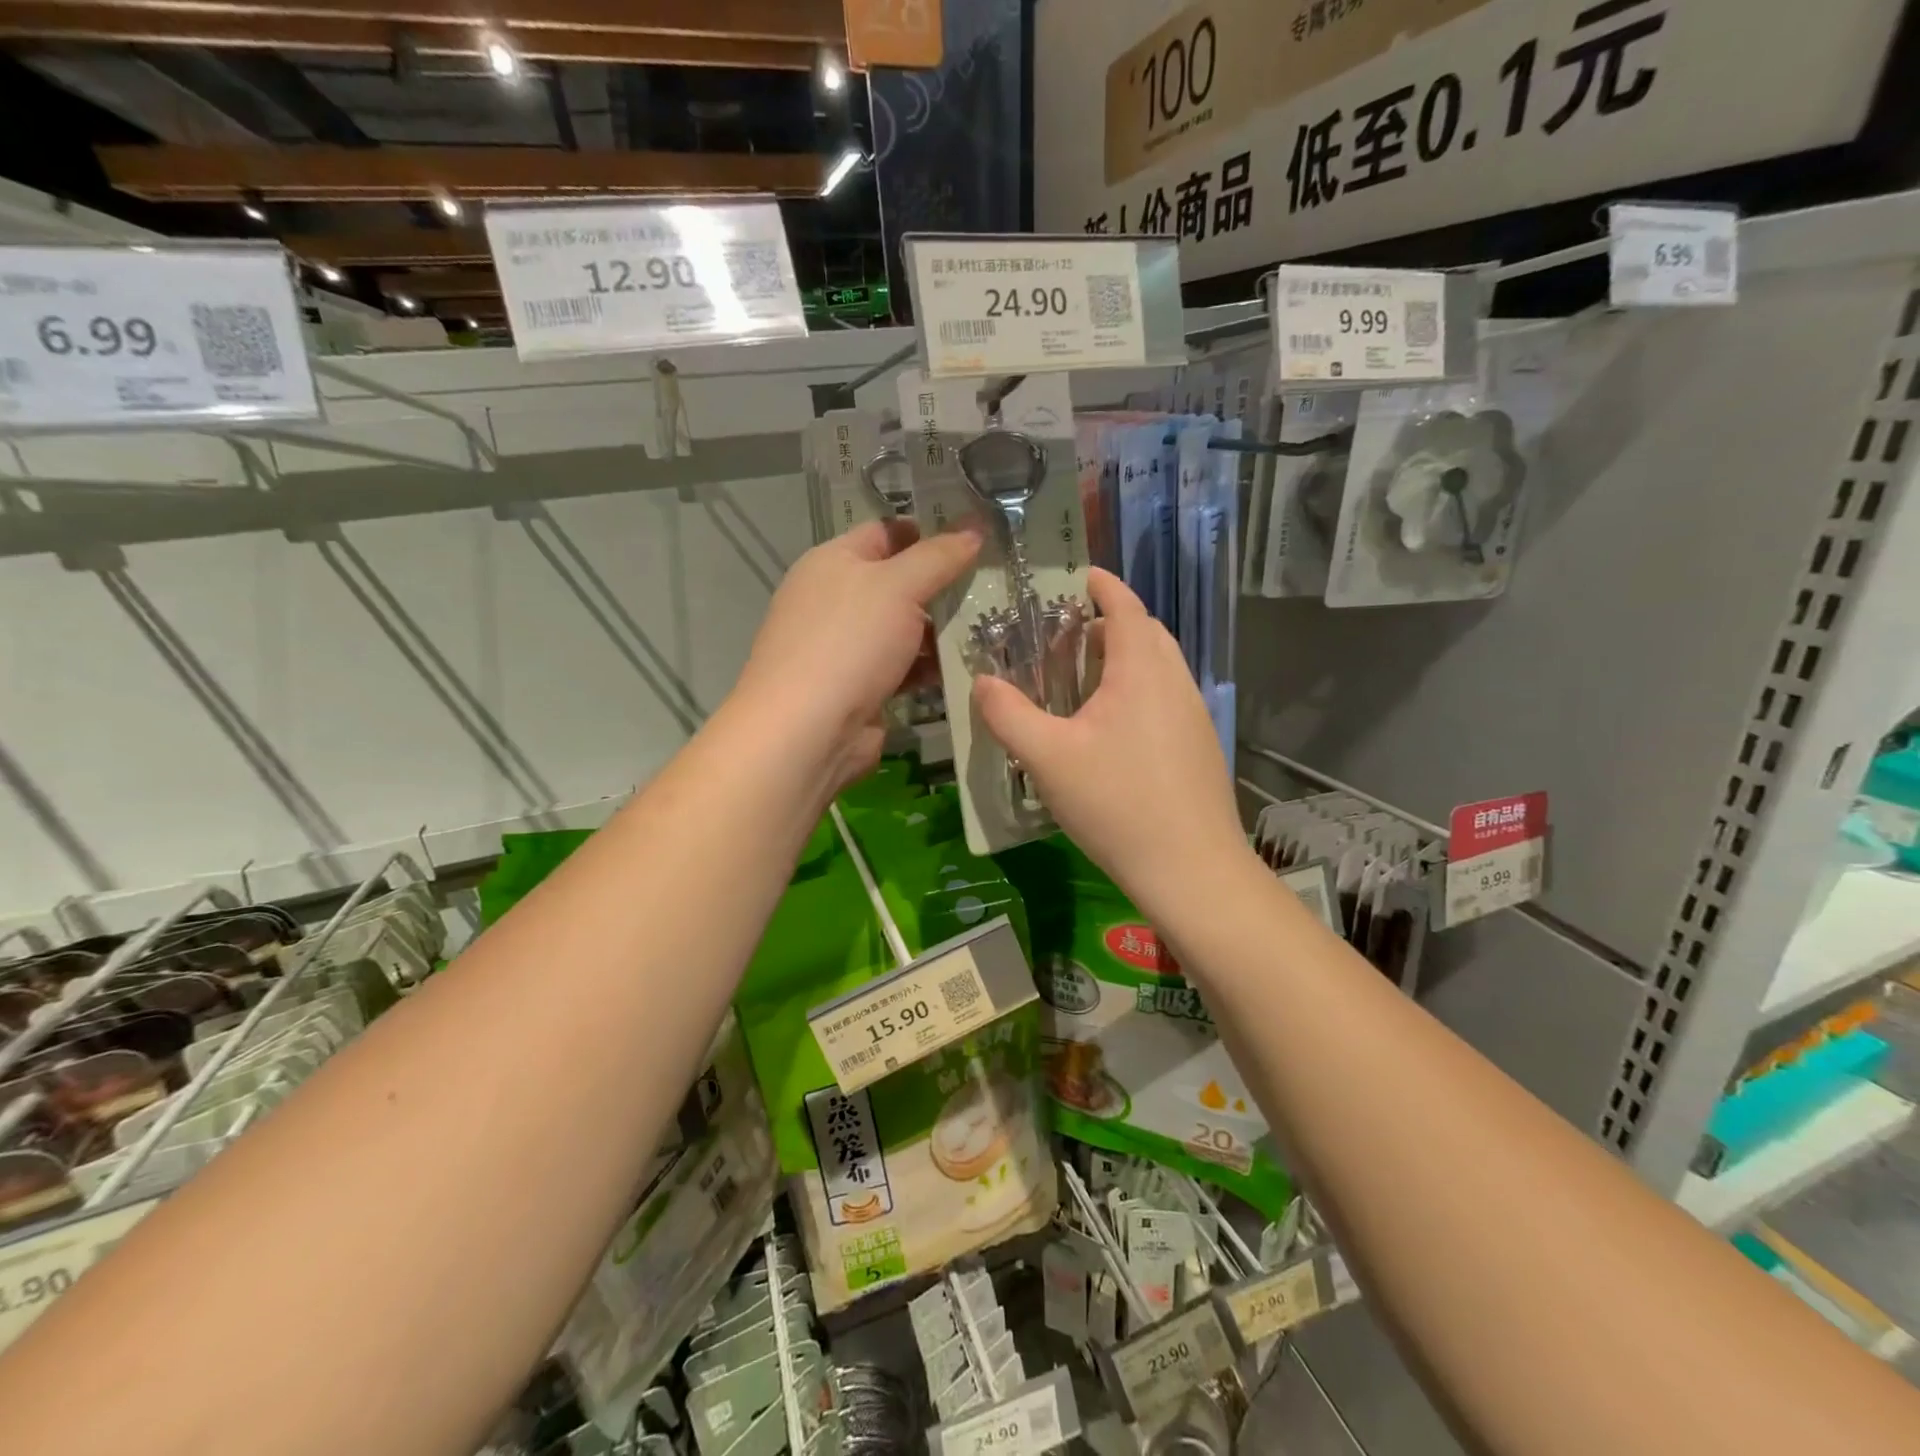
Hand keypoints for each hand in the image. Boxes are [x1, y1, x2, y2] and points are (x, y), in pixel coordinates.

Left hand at [733, 519, 979, 791]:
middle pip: (899, 582)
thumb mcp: (898, 586)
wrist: (808, 731)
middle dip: (944, 584)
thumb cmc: (849, 643)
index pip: (886, 532)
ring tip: (996, 627)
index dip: (930, 529)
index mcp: (833, 561)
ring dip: (943, 630)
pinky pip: (904, 667)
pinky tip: (969, 667)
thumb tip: (974, 527)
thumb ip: (939, 556)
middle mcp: (836, 600)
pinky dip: (931, 666)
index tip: (978, 535)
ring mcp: (847, 647)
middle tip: (996, 584)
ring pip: (905, 628)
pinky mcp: (861, 688)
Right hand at [973, 569, 1246, 913]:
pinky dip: (1138, 691)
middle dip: (1108, 624)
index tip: (1078, 577)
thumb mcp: (1047, 758)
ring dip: (1124, 660)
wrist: (1191, 870)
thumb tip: (982, 683)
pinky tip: (1110, 731)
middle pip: (1144, 632)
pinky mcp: (1199, 746)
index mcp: (1142, 670)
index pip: (1124, 605)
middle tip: (1064, 642)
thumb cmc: (1116, 803)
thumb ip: (1008, 715)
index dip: (1101, 584)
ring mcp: (1194, 715)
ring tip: (1082, 685)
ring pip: (1158, 667)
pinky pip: (1166, 697)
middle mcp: (1176, 681)